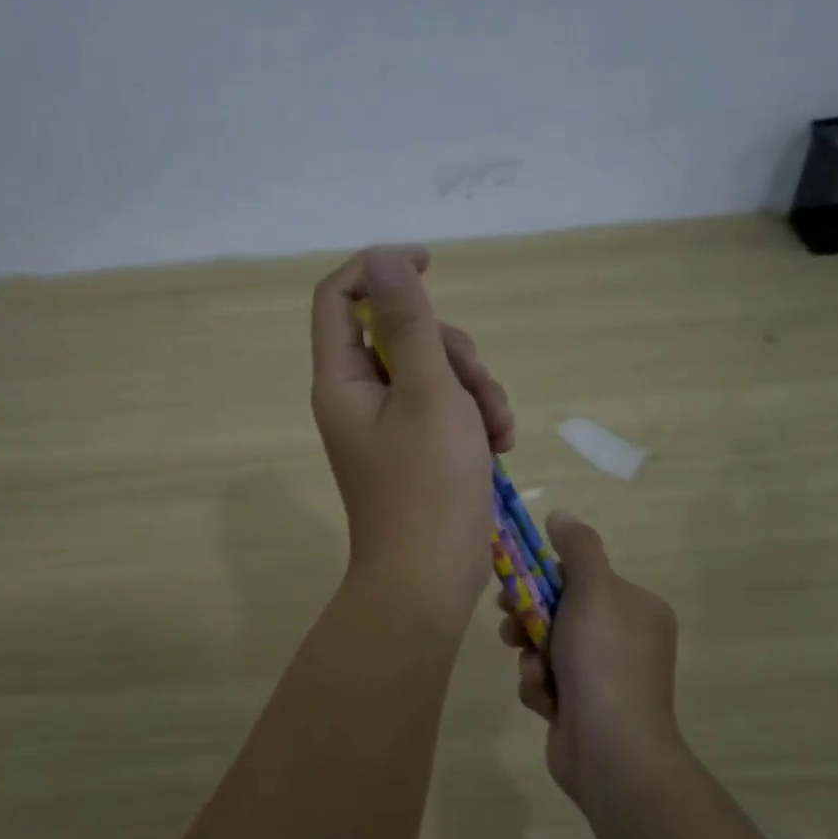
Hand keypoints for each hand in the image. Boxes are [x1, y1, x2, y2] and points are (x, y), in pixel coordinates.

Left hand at [311, 245, 513, 624]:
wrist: (429, 581)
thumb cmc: (428, 488)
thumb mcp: (429, 395)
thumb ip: (409, 324)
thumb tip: (383, 257)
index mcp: (343, 380)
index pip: (339, 297)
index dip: (379, 269)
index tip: (429, 262)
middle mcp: (359, 396)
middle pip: (400, 333)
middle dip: (451, 351)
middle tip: (476, 391)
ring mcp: (388, 424)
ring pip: (434, 370)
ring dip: (474, 388)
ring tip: (495, 431)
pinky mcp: (416, 448)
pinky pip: (446, 406)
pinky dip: (474, 416)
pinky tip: (498, 445)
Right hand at [498, 510, 680, 808]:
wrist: (612, 750)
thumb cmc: (603, 659)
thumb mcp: (593, 588)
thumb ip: (577, 547)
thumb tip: (561, 514)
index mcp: (636, 609)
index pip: (582, 579)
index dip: (543, 578)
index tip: (515, 582)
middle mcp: (625, 641)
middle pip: (561, 612)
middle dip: (528, 617)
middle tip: (508, 621)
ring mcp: (605, 679)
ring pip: (548, 648)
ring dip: (531, 655)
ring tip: (531, 668)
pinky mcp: (583, 711)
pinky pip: (549, 683)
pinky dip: (540, 687)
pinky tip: (544, 698)